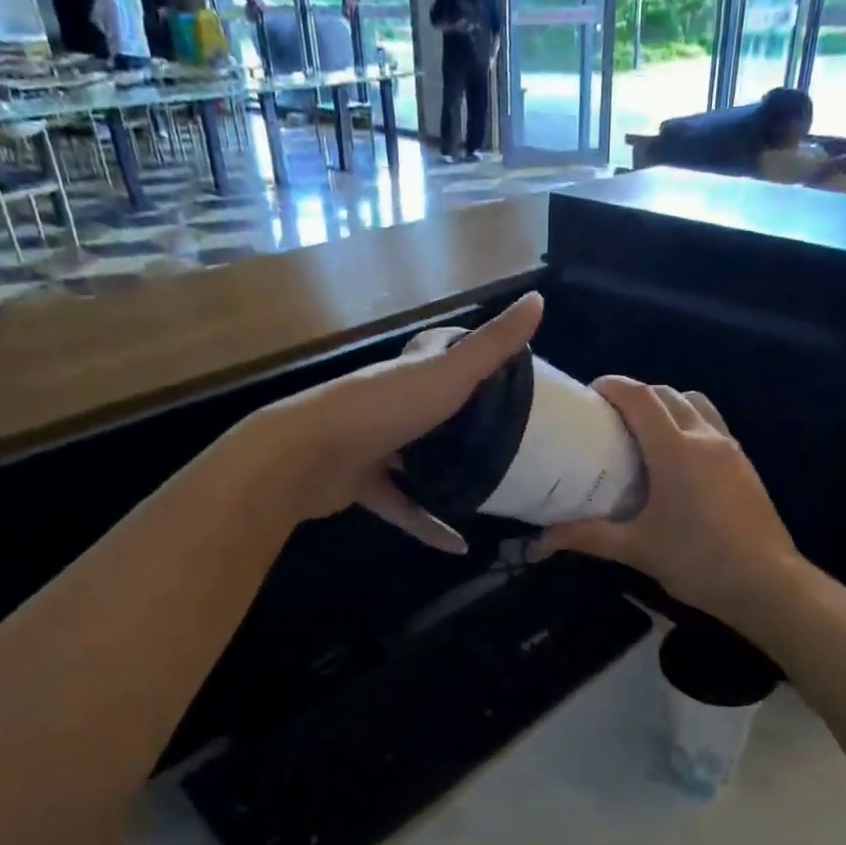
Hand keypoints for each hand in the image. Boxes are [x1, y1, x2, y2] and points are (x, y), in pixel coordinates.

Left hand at [232, 293, 542, 552]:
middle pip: (432, 408)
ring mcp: (373, 444)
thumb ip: (492, 345)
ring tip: (489, 487)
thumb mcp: (448, 374)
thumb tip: (539, 297)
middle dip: (464, 419)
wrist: (306, 456)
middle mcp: (391, 403)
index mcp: (411, 372)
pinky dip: (427, 525)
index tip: (507, 369)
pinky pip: (402, 506)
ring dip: (445, 473)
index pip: (440, 351)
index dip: (469, 352)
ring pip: (416, 458)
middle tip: (509, 436)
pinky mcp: (361, 484)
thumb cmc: (383, 408)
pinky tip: (458, 547)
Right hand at [538, 378, 804, 629]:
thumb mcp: (637, 549)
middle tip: (611, 418)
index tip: (590, 392)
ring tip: (646, 433)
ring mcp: (730, 449)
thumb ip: (588, 536)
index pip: (640, 398)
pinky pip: (712, 425)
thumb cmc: (698, 561)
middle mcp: (704, 437)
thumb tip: (539, 541)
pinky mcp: (745, 465)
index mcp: (675, 450)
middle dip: (637, 395)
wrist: (768, 584)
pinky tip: (678, 461)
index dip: (613, 386)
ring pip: (696, 404)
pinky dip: (690, 424)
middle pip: (667, 394)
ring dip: (668, 406)